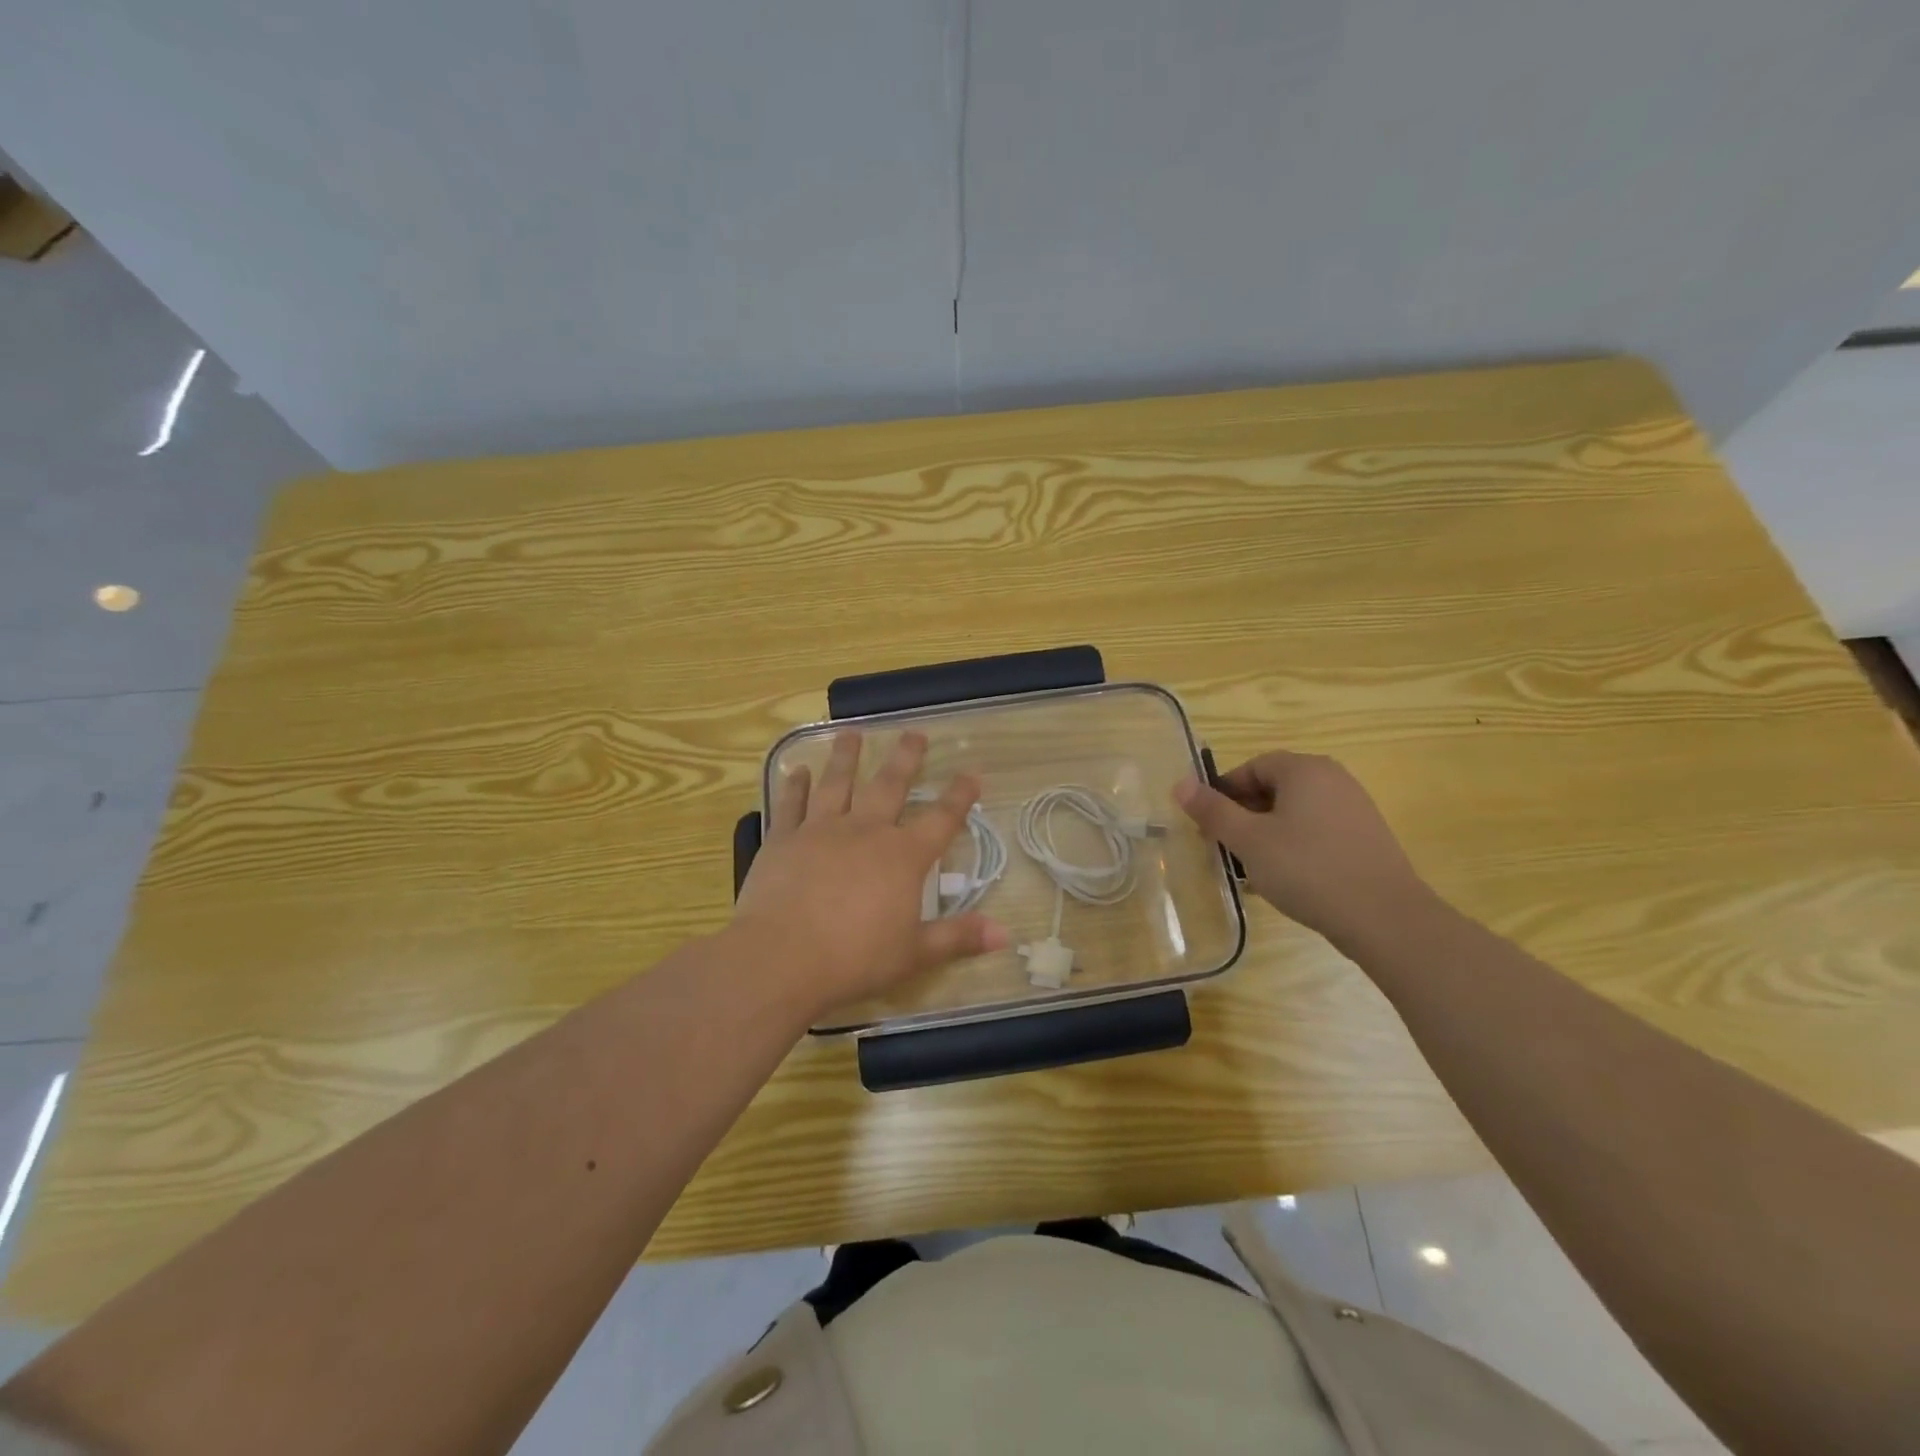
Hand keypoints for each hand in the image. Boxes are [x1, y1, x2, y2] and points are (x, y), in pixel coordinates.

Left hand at [733, 729, 1008, 1016]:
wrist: (781, 957)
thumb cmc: (854, 959)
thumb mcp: (914, 954)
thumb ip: (958, 937)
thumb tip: (1005, 934)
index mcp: (902, 857)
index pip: (941, 819)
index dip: (959, 796)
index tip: (972, 774)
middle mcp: (865, 831)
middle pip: (890, 785)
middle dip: (905, 758)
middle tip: (914, 733)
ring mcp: (821, 830)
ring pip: (837, 783)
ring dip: (846, 757)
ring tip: (852, 733)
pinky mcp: (784, 839)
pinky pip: (791, 804)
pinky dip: (795, 786)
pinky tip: (797, 770)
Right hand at [1175, 750, 1431, 945]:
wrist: (1385, 918)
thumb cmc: (1307, 869)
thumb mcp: (1248, 840)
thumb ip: (1212, 810)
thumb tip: (1180, 783)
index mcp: (1304, 770)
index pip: (1252, 766)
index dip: (1224, 792)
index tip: (1207, 824)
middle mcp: (1333, 779)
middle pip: (1274, 788)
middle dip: (1243, 815)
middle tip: (1223, 847)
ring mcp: (1354, 809)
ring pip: (1294, 813)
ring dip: (1265, 834)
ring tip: (1249, 868)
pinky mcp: (1366, 838)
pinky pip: (1316, 832)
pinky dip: (1293, 847)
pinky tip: (1283, 880)